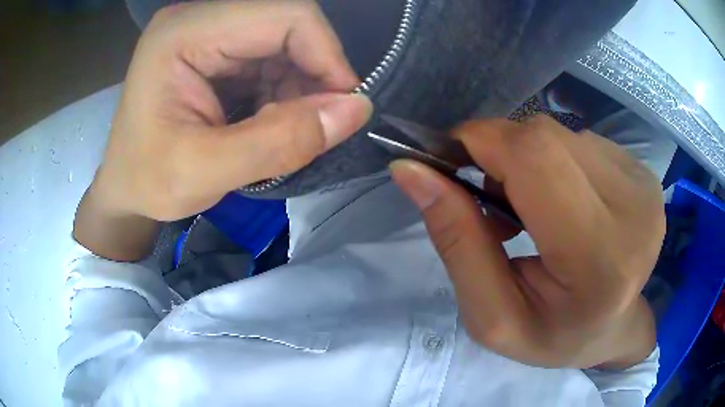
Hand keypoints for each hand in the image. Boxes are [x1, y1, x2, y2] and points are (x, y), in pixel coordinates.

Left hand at [74, 0, 371, 259]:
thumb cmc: (148, 182)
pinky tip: (273, 120)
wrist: (125, 188)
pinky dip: (285, 90)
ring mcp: (208, 32)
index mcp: (185, 33)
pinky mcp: (216, 51)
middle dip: (313, 74)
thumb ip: (280, 142)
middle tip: (316, 124)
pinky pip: (272, 58)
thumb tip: (356, 111)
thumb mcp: (205, 173)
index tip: (342, 107)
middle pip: (287, 24)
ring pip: (285, 42)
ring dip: (300, 86)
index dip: (325, 55)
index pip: (284, 15)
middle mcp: (199, 20)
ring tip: (288, 129)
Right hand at [391, 116, 662, 368]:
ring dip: (531, 159)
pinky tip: (565, 198)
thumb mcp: (492, 315)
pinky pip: (582, 140)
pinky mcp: (645, 172)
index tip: (452, 162)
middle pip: (545, 137)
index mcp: (598, 259)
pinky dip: (559, 160)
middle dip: (502, 152)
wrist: (616, 327)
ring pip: (562, 134)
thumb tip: (411, 169)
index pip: (535, 159)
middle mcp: (632, 209)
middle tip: (495, 198)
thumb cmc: (554, 335)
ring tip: (534, 206)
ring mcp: (644, 184)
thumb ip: (456, 242)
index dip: (482, 142)